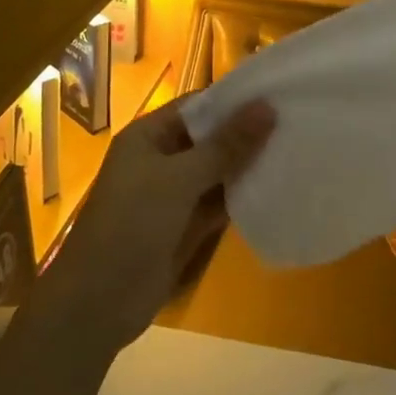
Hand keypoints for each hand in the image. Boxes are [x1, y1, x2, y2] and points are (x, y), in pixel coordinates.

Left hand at [40, 97, 274, 355]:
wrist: (99, 300)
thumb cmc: (133, 222)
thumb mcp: (180, 177)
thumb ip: (226, 145)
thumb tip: (267, 106)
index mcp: (148, 136)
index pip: (196, 106)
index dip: (233, 101)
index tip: (277, 94)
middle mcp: (159, 160)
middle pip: (208, 139)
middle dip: (245, 134)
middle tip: (296, 122)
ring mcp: (172, 196)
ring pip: (216, 173)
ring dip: (246, 167)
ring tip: (295, 151)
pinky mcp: (184, 228)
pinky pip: (217, 205)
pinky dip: (240, 198)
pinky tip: (276, 189)